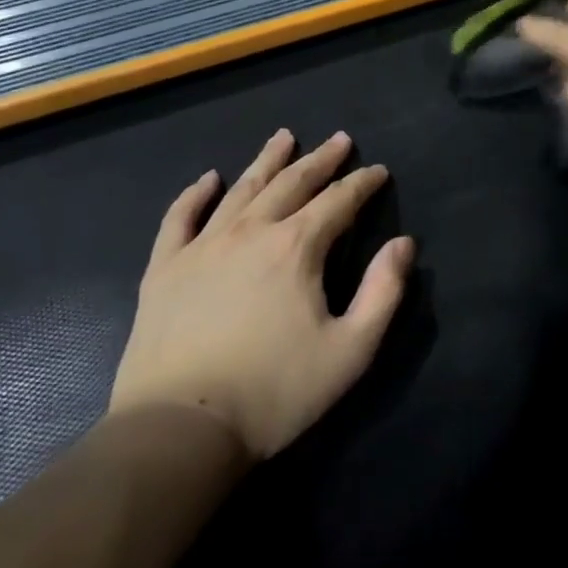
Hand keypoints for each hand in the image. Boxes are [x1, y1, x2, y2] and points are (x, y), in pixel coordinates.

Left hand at [110, 130, 412, 460]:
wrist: (180, 429)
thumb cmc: (275, 392)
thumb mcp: (350, 350)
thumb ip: (384, 292)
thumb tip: (404, 244)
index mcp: (297, 247)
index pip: (339, 201)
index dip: (362, 183)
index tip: (378, 171)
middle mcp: (251, 232)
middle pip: (292, 183)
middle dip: (321, 160)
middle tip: (340, 139)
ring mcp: (202, 246)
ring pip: (241, 189)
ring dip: (267, 160)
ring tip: (284, 137)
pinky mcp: (164, 269)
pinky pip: (179, 218)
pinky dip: (195, 194)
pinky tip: (208, 178)